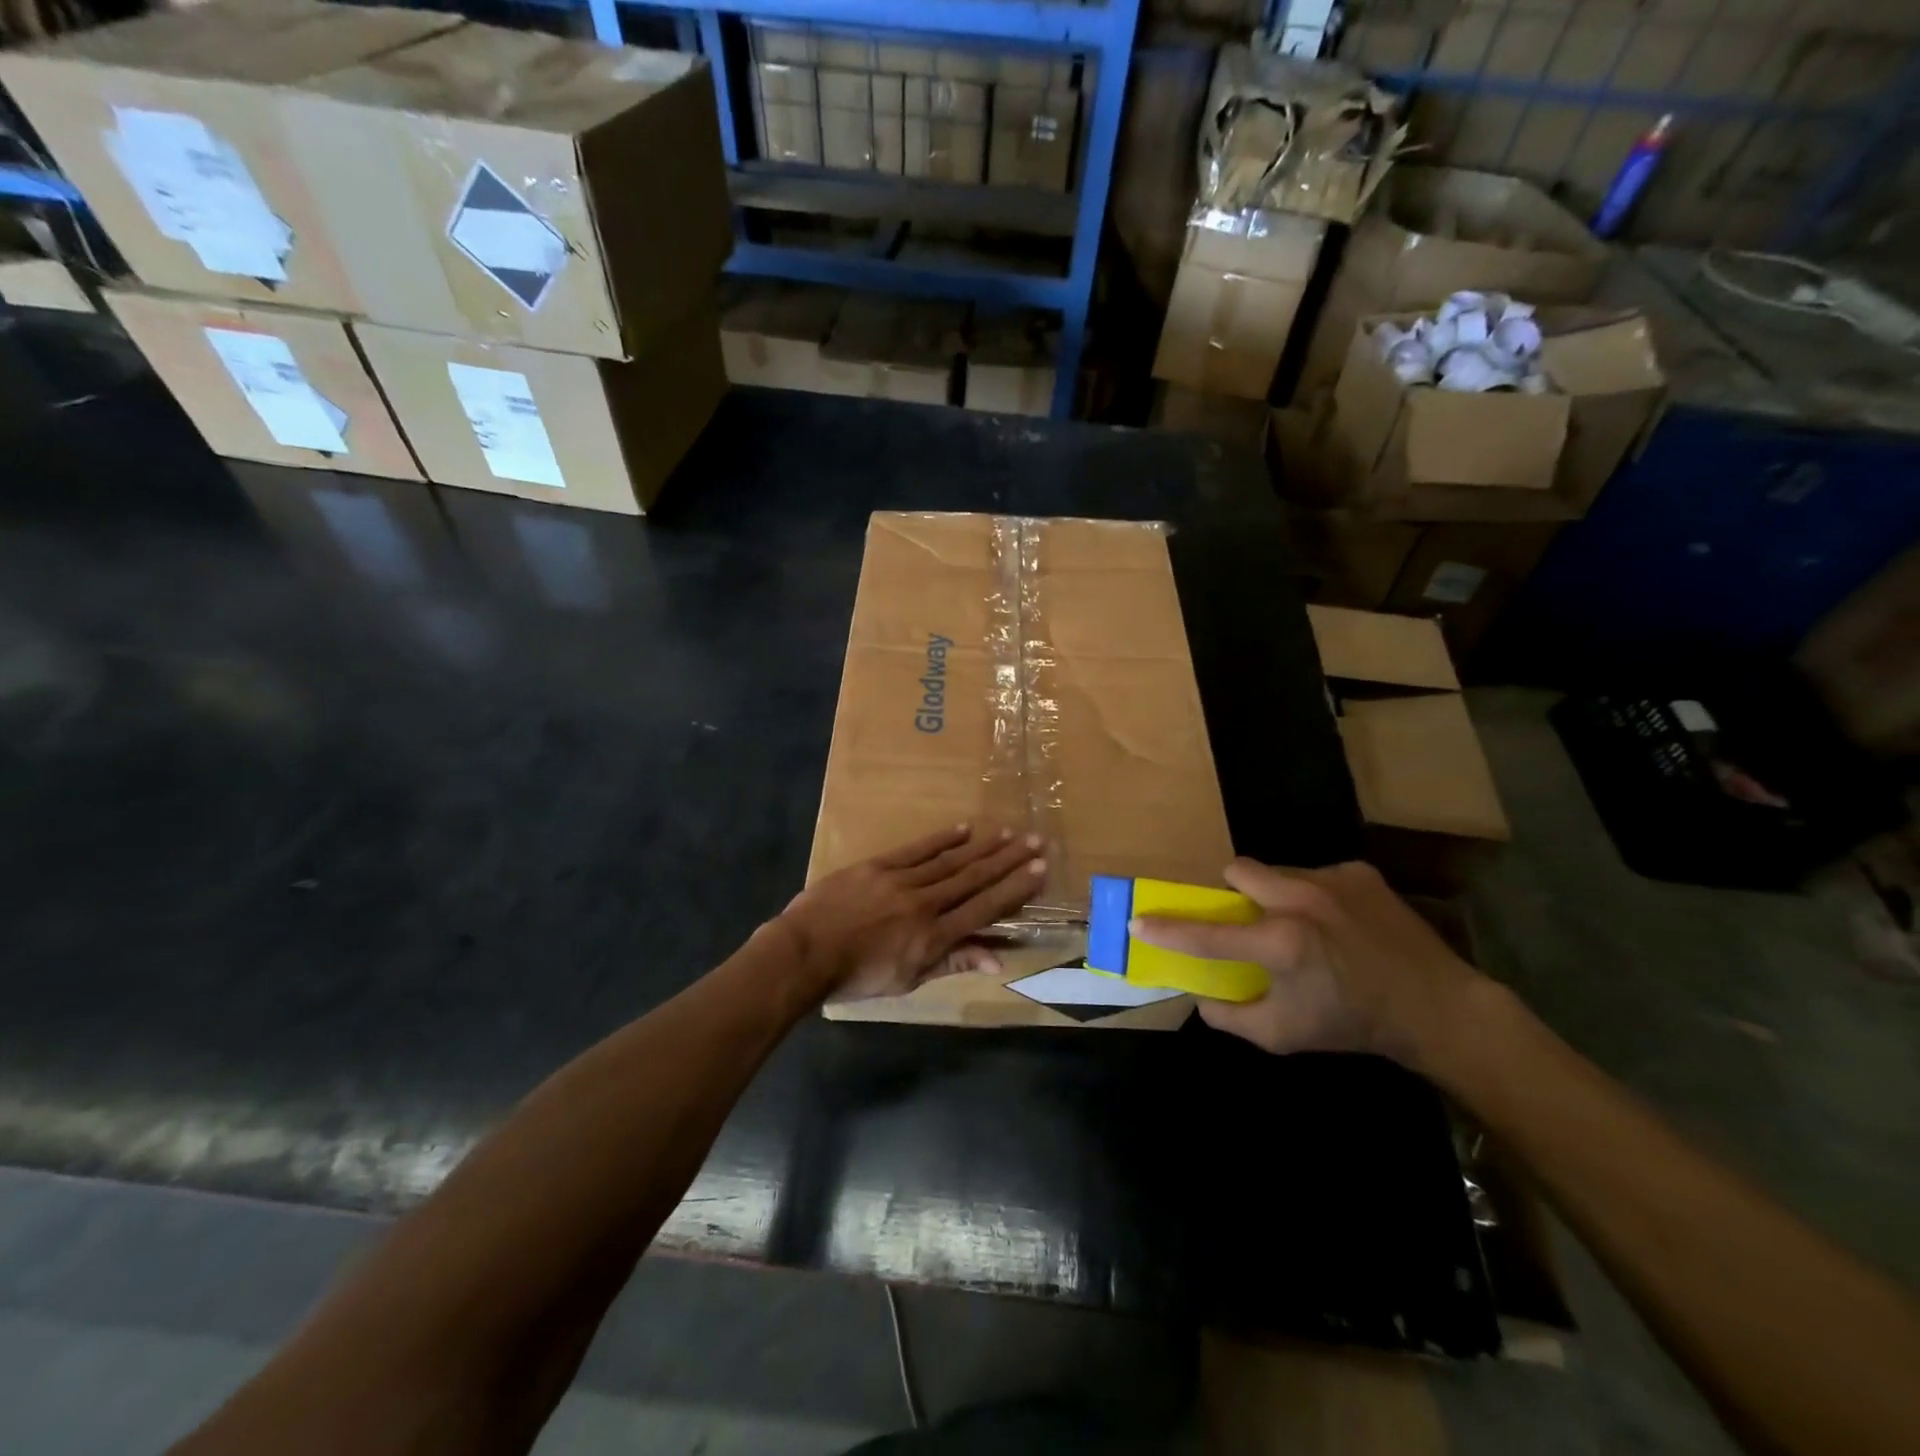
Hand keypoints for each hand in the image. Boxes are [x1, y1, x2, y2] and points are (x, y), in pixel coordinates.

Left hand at [776, 825, 1046, 1001]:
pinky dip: (942, 839)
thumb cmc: (856, 976)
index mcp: (934, 937)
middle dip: (1008, 861)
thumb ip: (952, 963)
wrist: (805, 952)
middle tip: (1036, 842)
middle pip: (974, 878)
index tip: (1039, 871)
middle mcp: (925, 904)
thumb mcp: (908, 980)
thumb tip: (998, 959)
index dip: (1014, 889)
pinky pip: (918, 850)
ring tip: (1009, 832)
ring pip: (951, 861)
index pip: (984, 909)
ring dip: (983, 846)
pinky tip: (964, 829)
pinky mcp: (880, 865)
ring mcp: (902, 881)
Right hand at [1131, 859, 1484, 1067]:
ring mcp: (1331, 880)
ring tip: (1303, 926)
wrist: (1437, 1008)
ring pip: (1276, 871)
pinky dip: (1313, 896)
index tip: (1139, 921)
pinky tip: (1339, 923)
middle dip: (1232, 892)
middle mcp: (1300, 900)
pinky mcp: (1358, 872)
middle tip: (1248, 920)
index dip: (1167, 930)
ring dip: (1275, 894)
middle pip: (1237, 870)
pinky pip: (1314, 874)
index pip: (1207, 934)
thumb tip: (1201, 997)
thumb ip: (1231, 1017)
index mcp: (1280, 944)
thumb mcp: (1284, 1036)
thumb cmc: (1353, 1024)